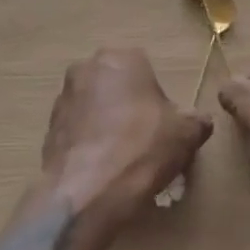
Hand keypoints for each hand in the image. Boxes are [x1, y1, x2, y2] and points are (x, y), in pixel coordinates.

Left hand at [41, 49, 212, 223]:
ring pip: (94, 106)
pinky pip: (76, 130)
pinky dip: (88, 143)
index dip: (157, 99)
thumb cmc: (142, 149)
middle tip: (143, 139)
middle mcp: (88, 68)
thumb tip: (200, 121)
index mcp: (122, 58)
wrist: (88, 191)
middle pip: (117, 85)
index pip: (146, 70)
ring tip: (121, 158)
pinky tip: (100, 169)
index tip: (163, 125)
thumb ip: (197, 121)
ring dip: (105, 123)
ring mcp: (64, 97)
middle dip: (128, 106)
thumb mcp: (186, 134)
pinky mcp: (48, 127)